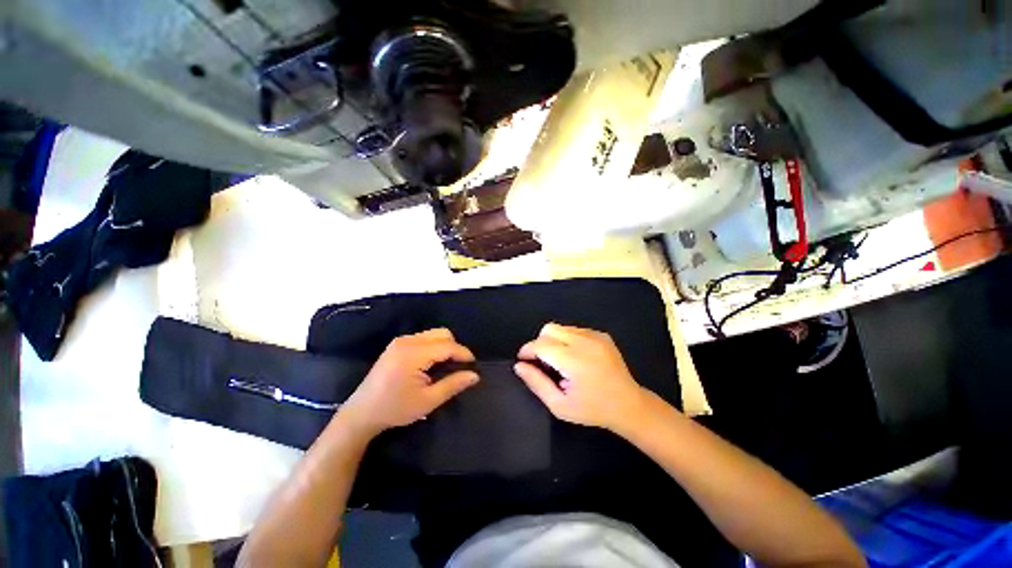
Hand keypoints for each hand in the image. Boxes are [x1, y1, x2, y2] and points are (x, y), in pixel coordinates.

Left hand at [342, 328, 478, 435]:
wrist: (362, 413)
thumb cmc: (395, 409)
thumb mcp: (428, 401)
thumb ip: (453, 385)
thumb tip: (474, 375)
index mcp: (413, 354)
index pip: (447, 346)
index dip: (463, 353)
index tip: (473, 365)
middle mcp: (407, 341)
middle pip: (442, 334)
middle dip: (455, 347)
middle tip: (459, 366)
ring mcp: (400, 341)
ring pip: (434, 334)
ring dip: (445, 346)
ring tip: (447, 366)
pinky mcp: (397, 344)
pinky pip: (424, 338)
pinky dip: (434, 346)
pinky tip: (432, 363)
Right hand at [515, 323, 647, 431]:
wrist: (629, 405)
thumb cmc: (592, 409)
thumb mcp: (559, 405)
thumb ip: (536, 383)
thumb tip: (519, 366)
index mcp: (573, 360)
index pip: (540, 344)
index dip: (527, 351)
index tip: (523, 361)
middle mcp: (584, 342)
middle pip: (549, 329)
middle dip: (540, 343)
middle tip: (544, 363)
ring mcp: (595, 336)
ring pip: (561, 327)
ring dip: (554, 341)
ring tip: (560, 361)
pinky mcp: (602, 335)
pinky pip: (575, 329)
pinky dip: (568, 339)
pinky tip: (575, 357)